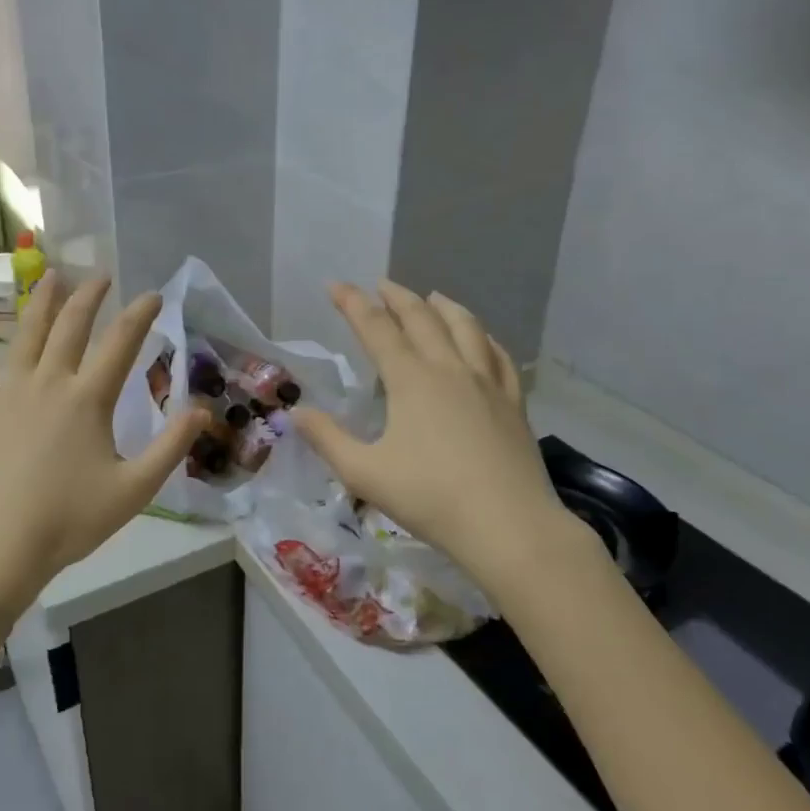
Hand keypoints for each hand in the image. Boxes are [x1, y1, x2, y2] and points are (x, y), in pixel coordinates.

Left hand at [0, 274, 206, 620]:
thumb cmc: (70, 520)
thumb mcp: (135, 489)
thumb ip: (171, 447)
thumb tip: (203, 410)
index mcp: (88, 399)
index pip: (121, 343)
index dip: (140, 315)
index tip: (152, 294)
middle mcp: (49, 382)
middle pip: (72, 327)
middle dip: (90, 297)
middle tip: (102, 276)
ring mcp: (9, 392)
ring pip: (27, 334)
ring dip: (43, 302)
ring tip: (53, 275)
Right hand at [292, 282, 577, 581]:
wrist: (507, 525)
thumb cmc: (430, 497)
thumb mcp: (364, 473)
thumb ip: (327, 439)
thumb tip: (296, 413)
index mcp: (411, 380)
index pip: (375, 328)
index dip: (353, 304)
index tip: (336, 285)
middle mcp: (449, 369)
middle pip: (422, 318)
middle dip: (397, 297)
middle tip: (381, 284)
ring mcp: (487, 383)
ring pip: (466, 328)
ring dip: (444, 307)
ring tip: (432, 296)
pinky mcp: (513, 403)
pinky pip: (499, 356)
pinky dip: (485, 338)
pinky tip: (483, 340)